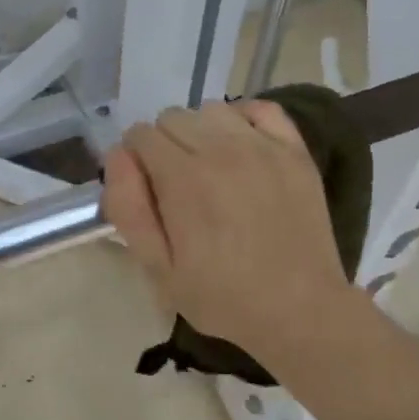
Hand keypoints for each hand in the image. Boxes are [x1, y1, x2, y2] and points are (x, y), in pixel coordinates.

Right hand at [103, 101, 355, 363]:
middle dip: (164, 145)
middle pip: (172, 117)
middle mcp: (221, 149)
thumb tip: (118, 156)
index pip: (140, 135)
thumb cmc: (222, 296)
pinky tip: (242, 149)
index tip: (148, 191)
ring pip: (211, 110)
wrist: (300, 310)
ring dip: (201, 132)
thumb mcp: (159, 269)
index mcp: (183, 178)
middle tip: (177, 186)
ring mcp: (262, 146)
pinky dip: (243, 120)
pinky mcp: (294, 150)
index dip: (135, 162)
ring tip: (211, 169)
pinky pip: (260, 108)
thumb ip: (129, 208)